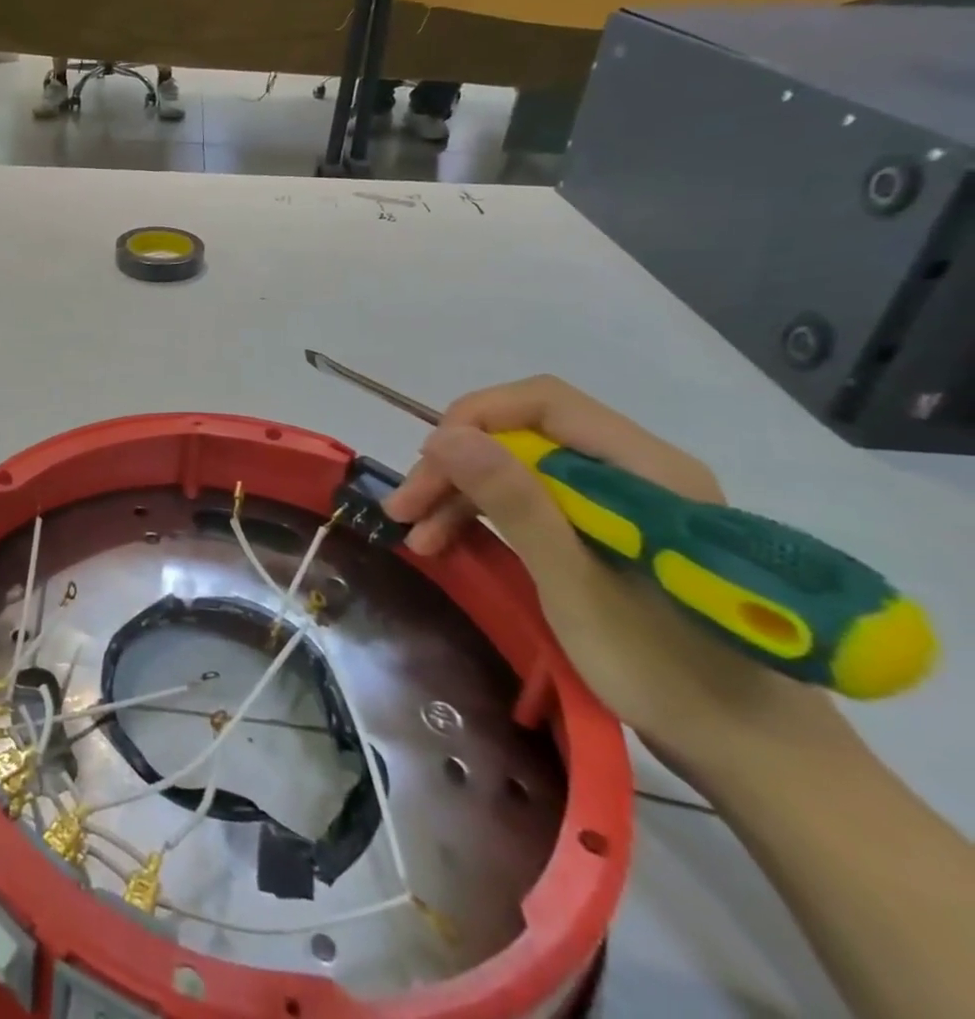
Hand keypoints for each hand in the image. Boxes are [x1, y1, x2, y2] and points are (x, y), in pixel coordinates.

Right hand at [381, 375, 845, 778]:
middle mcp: (637, 471)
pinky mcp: (613, 533)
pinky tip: (450, 542)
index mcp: (646, 470)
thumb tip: (446, 435)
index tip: (428, 463)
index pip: (544, 403)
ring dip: (463, 494)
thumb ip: (514, 502)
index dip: (476, 419)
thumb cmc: (670, 672)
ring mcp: (625, 504)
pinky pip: (535, 501)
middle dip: (458, 465)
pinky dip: (488, 516)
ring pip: (522, 469)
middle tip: (405, 509)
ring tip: (417, 535)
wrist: (758, 759)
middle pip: (525, 436)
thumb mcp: (575, 586)